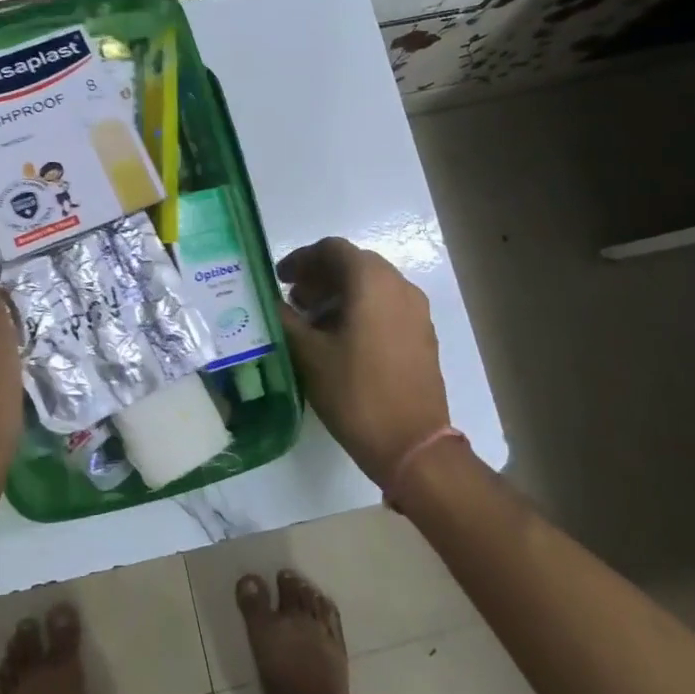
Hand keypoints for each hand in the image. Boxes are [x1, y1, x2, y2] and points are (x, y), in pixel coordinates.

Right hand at [277, 238, 449, 486]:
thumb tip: (272, 303)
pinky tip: (341, 339)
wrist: (412, 444)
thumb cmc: (355, 393)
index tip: (280, 279)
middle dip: (320, 276)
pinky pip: (387, 305)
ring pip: (372, 285)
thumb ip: (286, 320)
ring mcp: (416, 311)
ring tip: (313, 321)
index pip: (332, 249)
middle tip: (294, 300)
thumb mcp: (308, 354)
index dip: (302, 259)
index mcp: (372, 282)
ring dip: (340, 293)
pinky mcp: (422, 335)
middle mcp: (399, 286)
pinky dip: (361, 309)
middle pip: (354, 263)